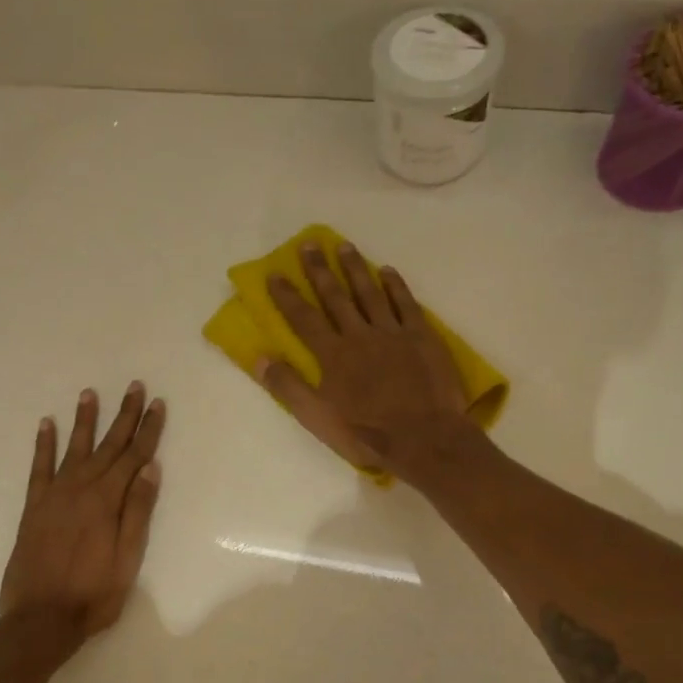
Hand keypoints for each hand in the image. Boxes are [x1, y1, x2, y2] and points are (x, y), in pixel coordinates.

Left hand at [0, 383, 165, 645]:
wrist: (40, 619)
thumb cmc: (93, 594)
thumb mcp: (127, 558)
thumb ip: (138, 511)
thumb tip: (151, 469)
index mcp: (107, 501)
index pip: (134, 456)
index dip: (147, 429)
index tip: (157, 404)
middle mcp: (81, 489)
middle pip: (108, 446)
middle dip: (124, 415)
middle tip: (134, 386)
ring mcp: (54, 495)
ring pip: (74, 448)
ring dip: (84, 421)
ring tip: (89, 394)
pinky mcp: (33, 507)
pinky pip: (39, 468)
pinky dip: (43, 445)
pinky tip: (46, 425)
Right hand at [260, 242, 469, 475]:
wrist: (424, 438)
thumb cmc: (366, 433)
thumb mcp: (317, 418)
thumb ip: (287, 386)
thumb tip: (259, 357)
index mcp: (332, 355)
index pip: (304, 318)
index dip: (287, 296)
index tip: (275, 273)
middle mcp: (359, 335)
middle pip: (335, 297)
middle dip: (319, 270)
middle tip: (309, 244)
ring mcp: (393, 333)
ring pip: (370, 293)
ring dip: (355, 269)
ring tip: (344, 246)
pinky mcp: (422, 337)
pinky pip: (406, 304)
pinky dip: (395, 286)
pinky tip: (387, 271)